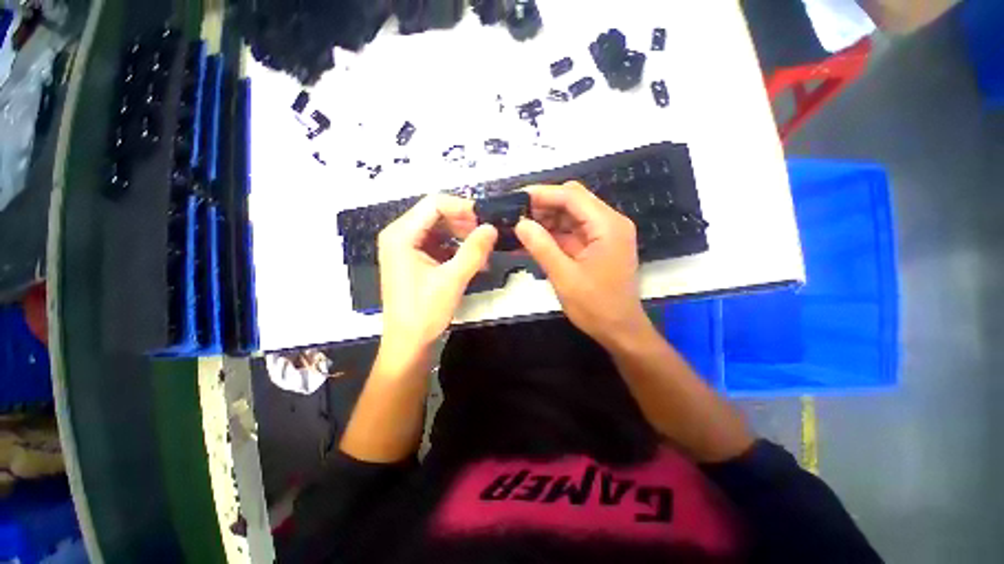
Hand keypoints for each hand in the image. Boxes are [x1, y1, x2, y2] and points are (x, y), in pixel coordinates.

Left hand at [377, 195, 497, 353]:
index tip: (486, 220)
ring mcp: (406, 248)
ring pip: (439, 229)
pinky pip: (438, 244)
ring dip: (462, 237)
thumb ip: (473, 251)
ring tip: (483, 251)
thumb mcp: (452, 280)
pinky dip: (456, 249)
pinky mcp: (414, 260)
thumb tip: (492, 228)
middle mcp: (399, 235)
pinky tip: (473, 260)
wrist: (408, 343)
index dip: (462, 207)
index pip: (434, 204)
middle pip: (436, 214)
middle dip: (464, 223)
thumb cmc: (424, 312)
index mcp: (400, 235)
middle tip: (487, 236)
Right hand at [514, 181, 649, 346]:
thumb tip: (520, 223)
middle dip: (543, 206)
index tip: (516, 199)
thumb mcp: (564, 277)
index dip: (542, 194)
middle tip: (515, 216)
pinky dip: (553, 235)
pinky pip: (572, 232)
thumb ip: (541, 247)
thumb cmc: (596, 306)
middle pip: (573, 201)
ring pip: (570, 216)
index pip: (572, 196)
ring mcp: (604, 235)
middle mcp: (609, 223)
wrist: (620, 331)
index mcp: (607, 226)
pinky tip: (532, 240)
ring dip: (546, 220)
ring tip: (519, 228)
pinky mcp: (597, 246)